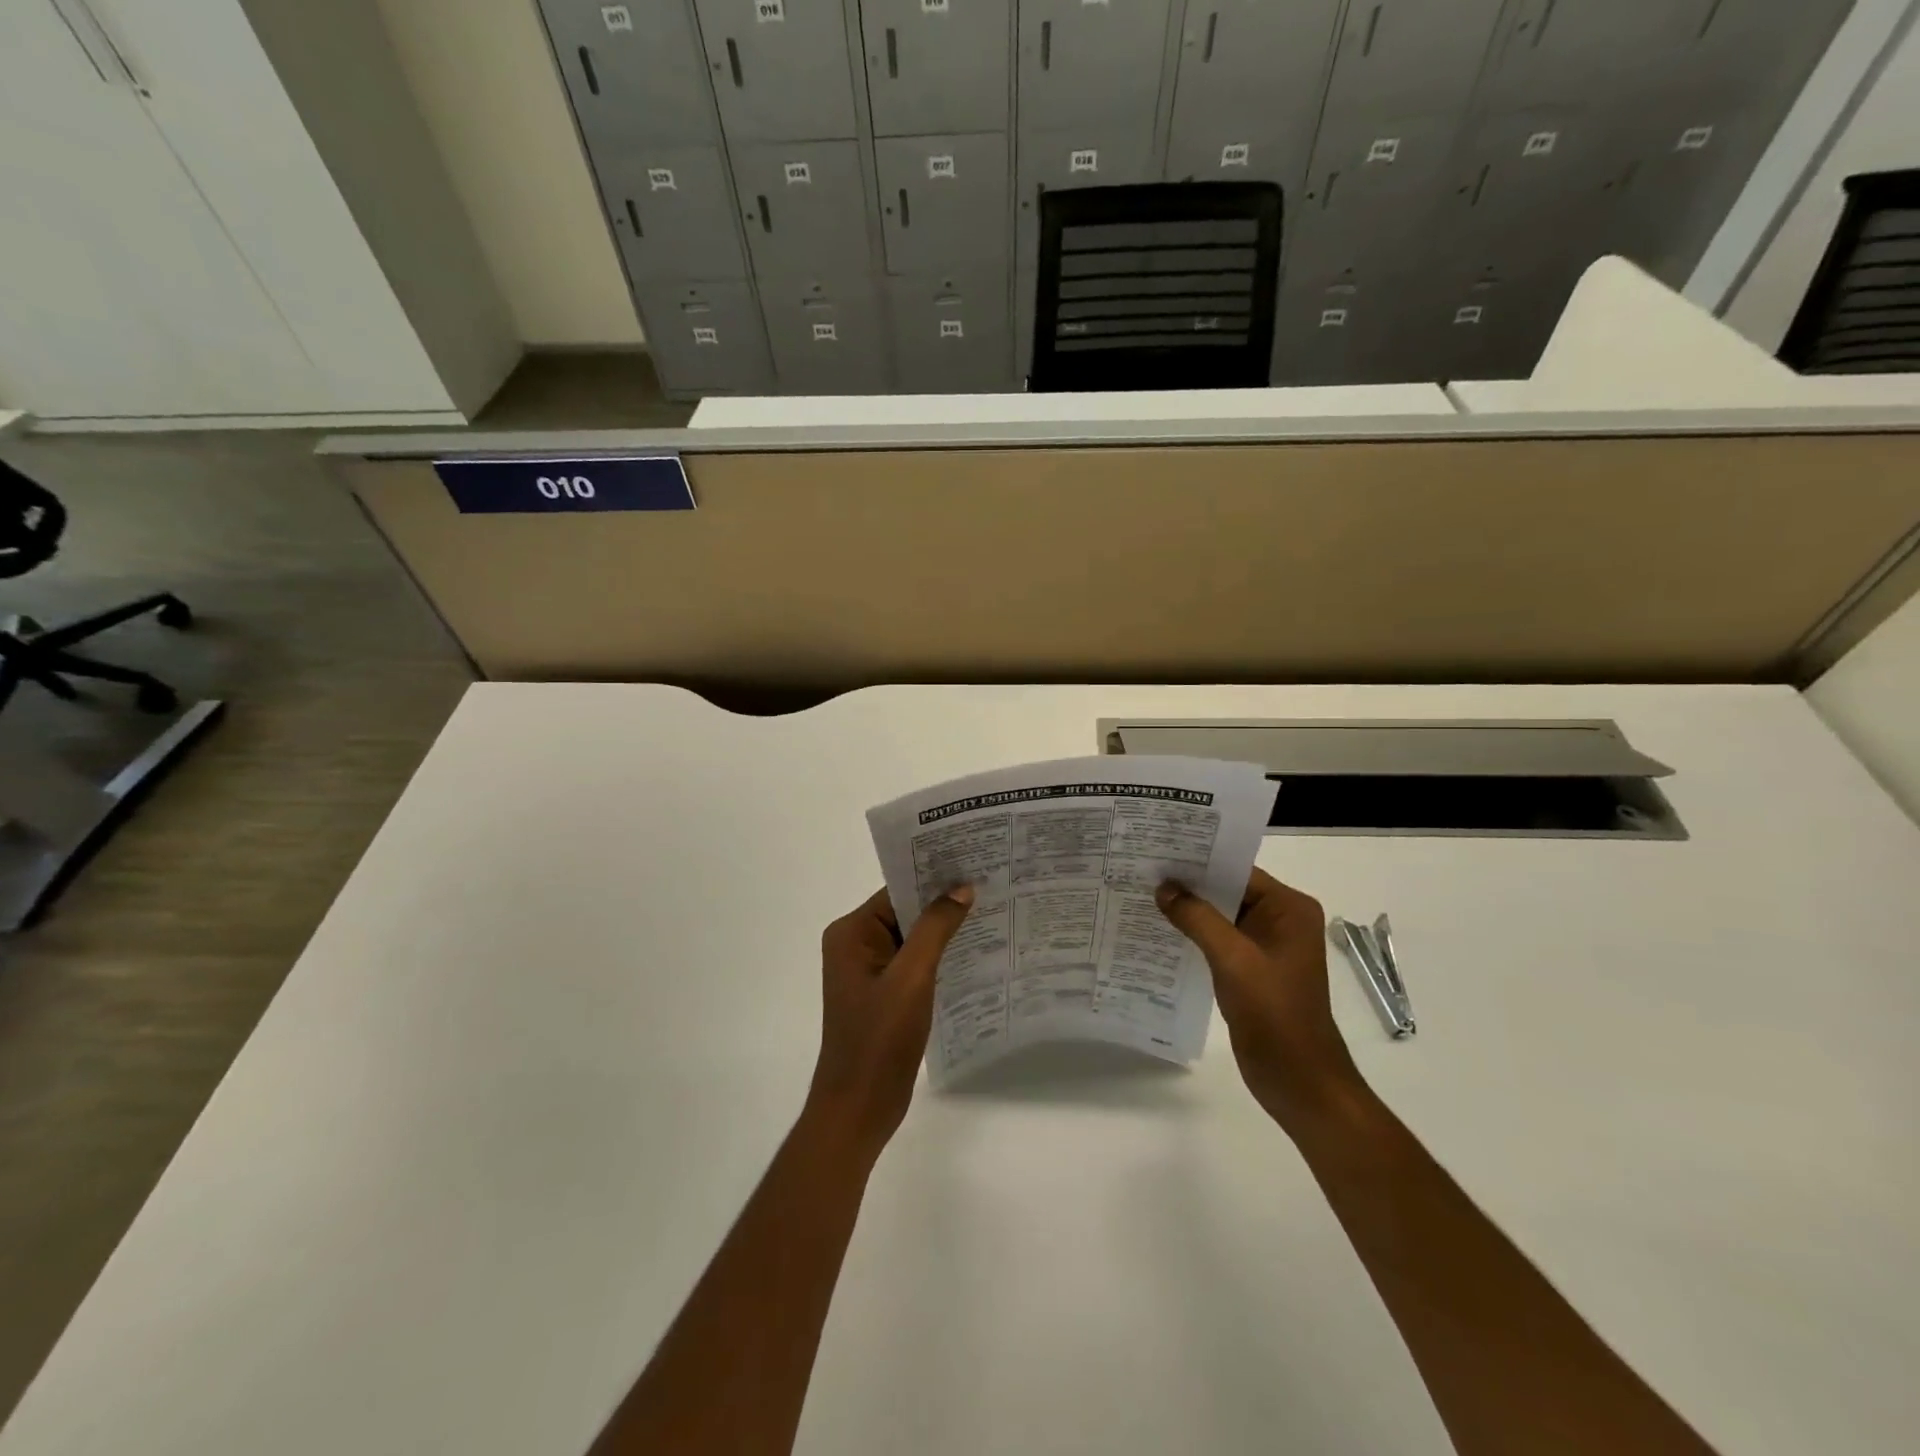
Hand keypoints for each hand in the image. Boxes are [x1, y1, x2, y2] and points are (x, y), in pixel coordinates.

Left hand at [806, 885, 974, 1159]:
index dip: (934, 879)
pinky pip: (914, 964)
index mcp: (852, 933)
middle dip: (944, 904)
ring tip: (992, 914)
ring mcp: (869, 972)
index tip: (974, 865)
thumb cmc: (879, 1040)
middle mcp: (856, 945)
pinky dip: (940, 958)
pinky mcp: (884, 995)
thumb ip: (936, 929)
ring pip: (913, 939)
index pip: (897, 892)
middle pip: (905, 913)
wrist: (860, 1108)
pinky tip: (975, 954)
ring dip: (945, 932)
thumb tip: (962, 888)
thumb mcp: (911, 978)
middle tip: (991, 886)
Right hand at [1156, 869, 1362, 1131]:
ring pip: (1220, 916)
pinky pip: (1218, 940)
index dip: (1198, 861)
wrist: (1299, 1081)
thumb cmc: (1275, 1014)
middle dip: (1188, 884)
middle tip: (1141, 870)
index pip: (1238, 870)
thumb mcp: (1233, 960)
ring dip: (1188, 910)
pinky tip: (1160, 931)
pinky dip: (1193, 934)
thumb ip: (1198, 918)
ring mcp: (1266, 946)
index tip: (1156, 851)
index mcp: (1289, 909)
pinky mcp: (1251, 969)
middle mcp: (1281, 920)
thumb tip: (1163, 888)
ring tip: (1142, 895)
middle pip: (1228, 890)